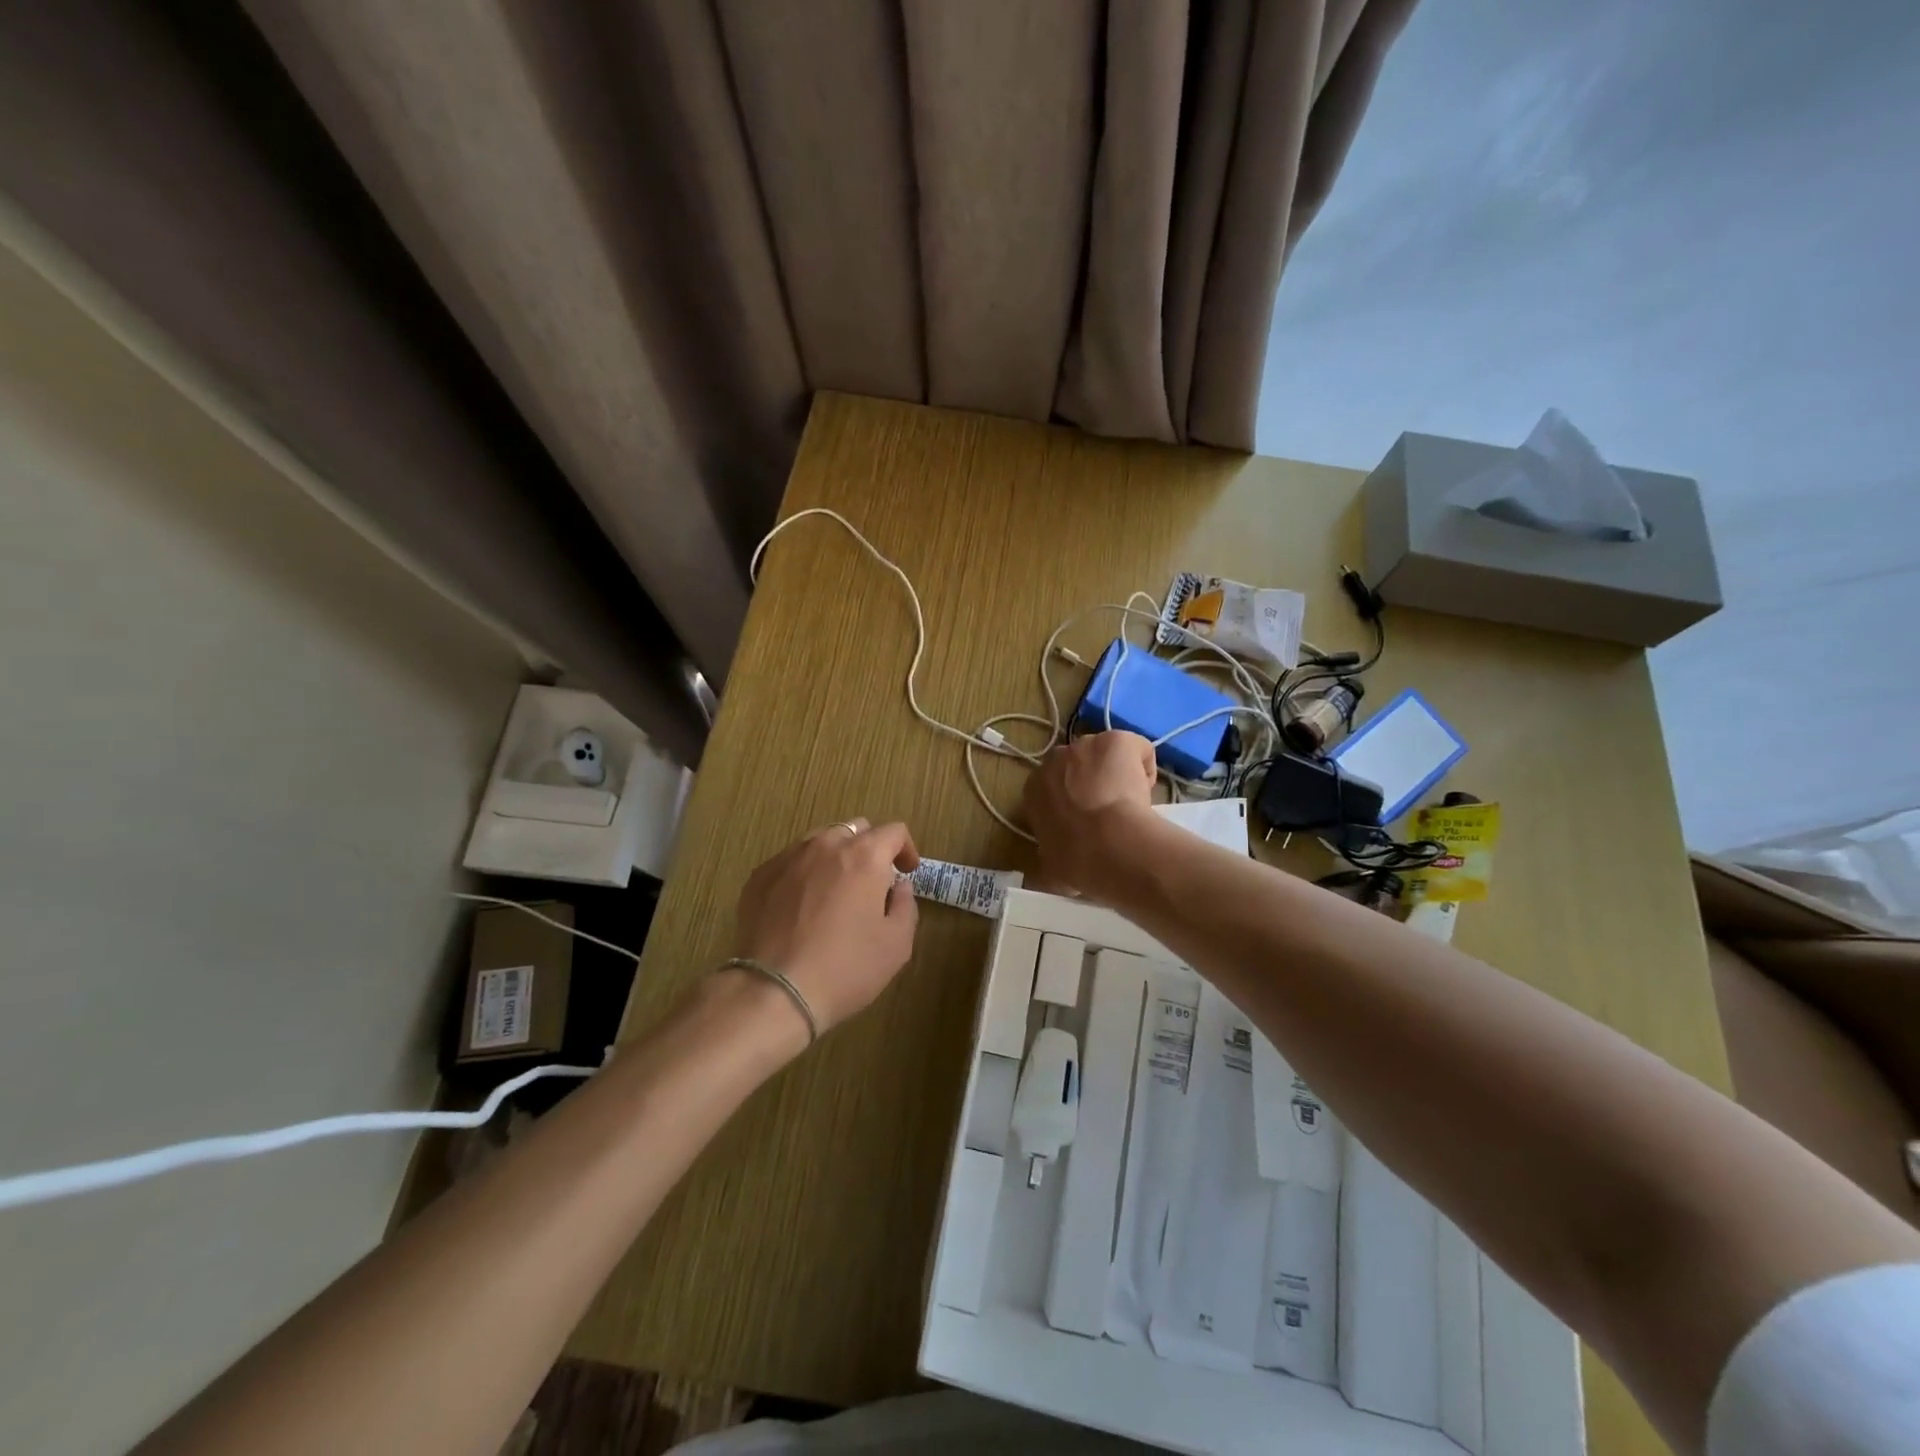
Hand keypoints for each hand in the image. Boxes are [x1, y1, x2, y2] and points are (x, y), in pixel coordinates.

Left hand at [731, 819, 920, 1035]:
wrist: (774, 991)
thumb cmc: (845, 968)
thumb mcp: (896, 944)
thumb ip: (906, 905)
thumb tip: (898, 886)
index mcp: (864, 856)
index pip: (894, 831)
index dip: (906, 849)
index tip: (906, 873)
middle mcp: (826, 845)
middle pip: (855, 830)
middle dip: (870, 849)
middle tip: (872, 883)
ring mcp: (788, 858)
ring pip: (820, 841)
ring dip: (835, 857)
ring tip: (834, 892)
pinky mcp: (760, 876)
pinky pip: (790, 862)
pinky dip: (804, 873)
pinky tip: (801, 906)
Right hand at [1023, 731, 1158, 899]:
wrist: (1108, 845)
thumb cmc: (1076, 860)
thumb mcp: (1052, 867)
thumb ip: (1052, 857)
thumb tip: (1058, 871)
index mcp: (1034, 789)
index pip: (1053, 786)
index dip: (1072, 800)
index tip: (1086, 821)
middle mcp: (1055, 759)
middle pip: (1078, 763)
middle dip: (1091, 781)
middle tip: (1109, 811)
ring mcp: (1087, 745)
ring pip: (1106, 754)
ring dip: (1117, 772)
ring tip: (1131, 802)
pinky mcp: (1116, 740)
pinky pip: (1135, 747)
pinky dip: (1144, 764)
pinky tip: (1148, 791)